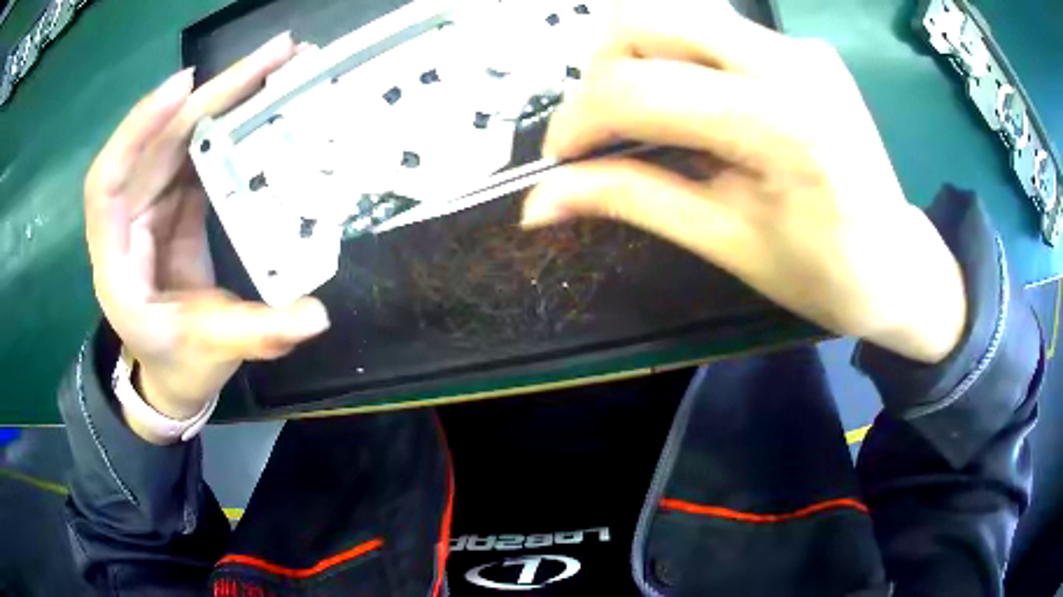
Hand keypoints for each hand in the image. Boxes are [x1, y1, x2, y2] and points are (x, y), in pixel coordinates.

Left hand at [84, 33, 329, 441]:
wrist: (172, 367)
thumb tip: (315, 317)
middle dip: (210, 93)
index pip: (106, 183)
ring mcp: (152, 201)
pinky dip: (230, 118)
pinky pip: (199, 146)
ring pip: (181, 132)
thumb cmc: (178, 363)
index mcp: (116, 262)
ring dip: (227, 94)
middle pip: (157, 139)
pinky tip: (264, 98)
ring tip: (281, 63)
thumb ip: (256, 335)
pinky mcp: (176, 196)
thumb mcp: (212, 353)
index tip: (183, 89)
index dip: (137, 131)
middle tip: (273, 56)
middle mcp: (128, 218)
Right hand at [522, 1, 965, 362]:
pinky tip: (696, 107)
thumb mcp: (726, 242)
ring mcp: (798, 45)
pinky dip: (678, 59)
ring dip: (636, 58)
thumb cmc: (826, 274)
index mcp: (778, 123)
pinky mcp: (802, 47)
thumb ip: (632, 200)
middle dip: (600, 70)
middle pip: (644, 17)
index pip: (636, 88)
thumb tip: (537, 203)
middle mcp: (787, 60)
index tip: (558, 162)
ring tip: (646, 119)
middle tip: (605, 130)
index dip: (575, 121)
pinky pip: (713, 30)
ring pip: (675, 13)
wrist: (901, 265)